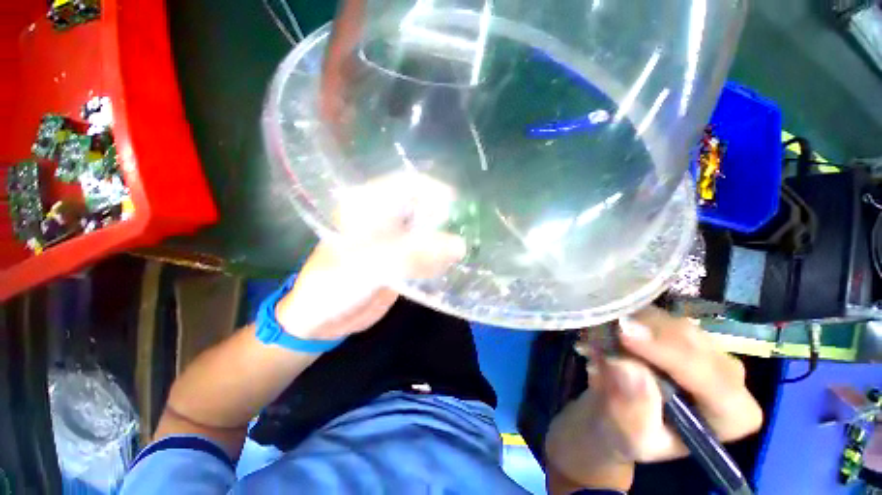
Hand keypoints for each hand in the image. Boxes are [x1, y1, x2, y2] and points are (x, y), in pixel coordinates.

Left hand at [275, 173, 465, 340]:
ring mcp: (394, 239)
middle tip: (464, 230)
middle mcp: (383, 218)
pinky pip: (426, 253)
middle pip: (421, 206)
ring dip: (443, 240)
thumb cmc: (334, 284)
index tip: (456, 205)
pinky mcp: (401, 259)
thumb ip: (415, 253)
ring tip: (458, 251)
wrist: (322, 318)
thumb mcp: (370, 264)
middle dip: (443, 217)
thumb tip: (460, 246)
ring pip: (427, 230)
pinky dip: (438, 258)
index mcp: (367, 206)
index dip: (433, 190)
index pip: (406, 184)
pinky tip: (444, 267)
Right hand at [544, 307, 762, 491]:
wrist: (617, 417)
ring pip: (671, 322)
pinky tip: (608, 329)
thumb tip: (625, 364)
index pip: (710, 378)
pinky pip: (656, 315)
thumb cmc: (628, 434)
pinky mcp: (682, 333)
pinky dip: (628, 317)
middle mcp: (730, 377)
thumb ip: (632, 406)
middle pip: (692, 341)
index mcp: (732, 415)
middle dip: (644, 333)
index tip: (624, 335)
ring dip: (631, 323)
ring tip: (599, 334)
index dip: (667, 354)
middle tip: (601, 330)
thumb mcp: (628, 434)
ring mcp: (708, 350)